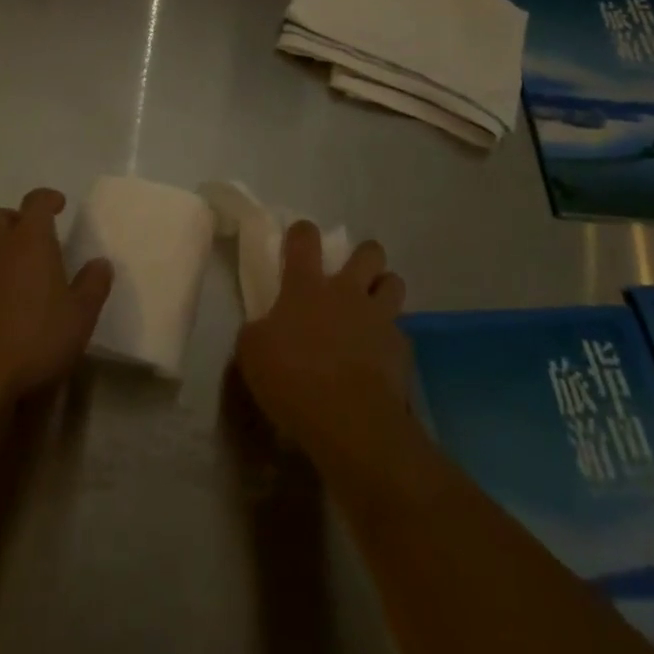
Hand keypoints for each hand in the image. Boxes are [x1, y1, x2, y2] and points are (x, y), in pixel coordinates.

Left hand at [0, 188, 112, 403]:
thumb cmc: (33, 339)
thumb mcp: (79, 317)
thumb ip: (93, 286)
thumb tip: (101, 263)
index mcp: (30, 241)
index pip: (36, 202)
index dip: (48, 199)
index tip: (59, 205)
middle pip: (0, 217)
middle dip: (16, 221)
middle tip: (33, 238)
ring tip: (11, 269)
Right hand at [235, 222, 412, 462]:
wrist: (348, 419)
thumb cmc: (293, 378)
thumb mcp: (252, 353)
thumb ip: (258, 331)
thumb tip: (264, 328)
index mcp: (307, 286)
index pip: (305, 239)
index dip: (302, 233)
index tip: (300, 238)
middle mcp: (347, 292)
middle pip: (369, 252)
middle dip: (364, 256)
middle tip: (353, 275)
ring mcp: (378, 317)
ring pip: (394, 283)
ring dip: (384, 289)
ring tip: (374, 308)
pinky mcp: (401, 348)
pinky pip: (401, 333)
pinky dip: (392, 341)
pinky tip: (382, 358)